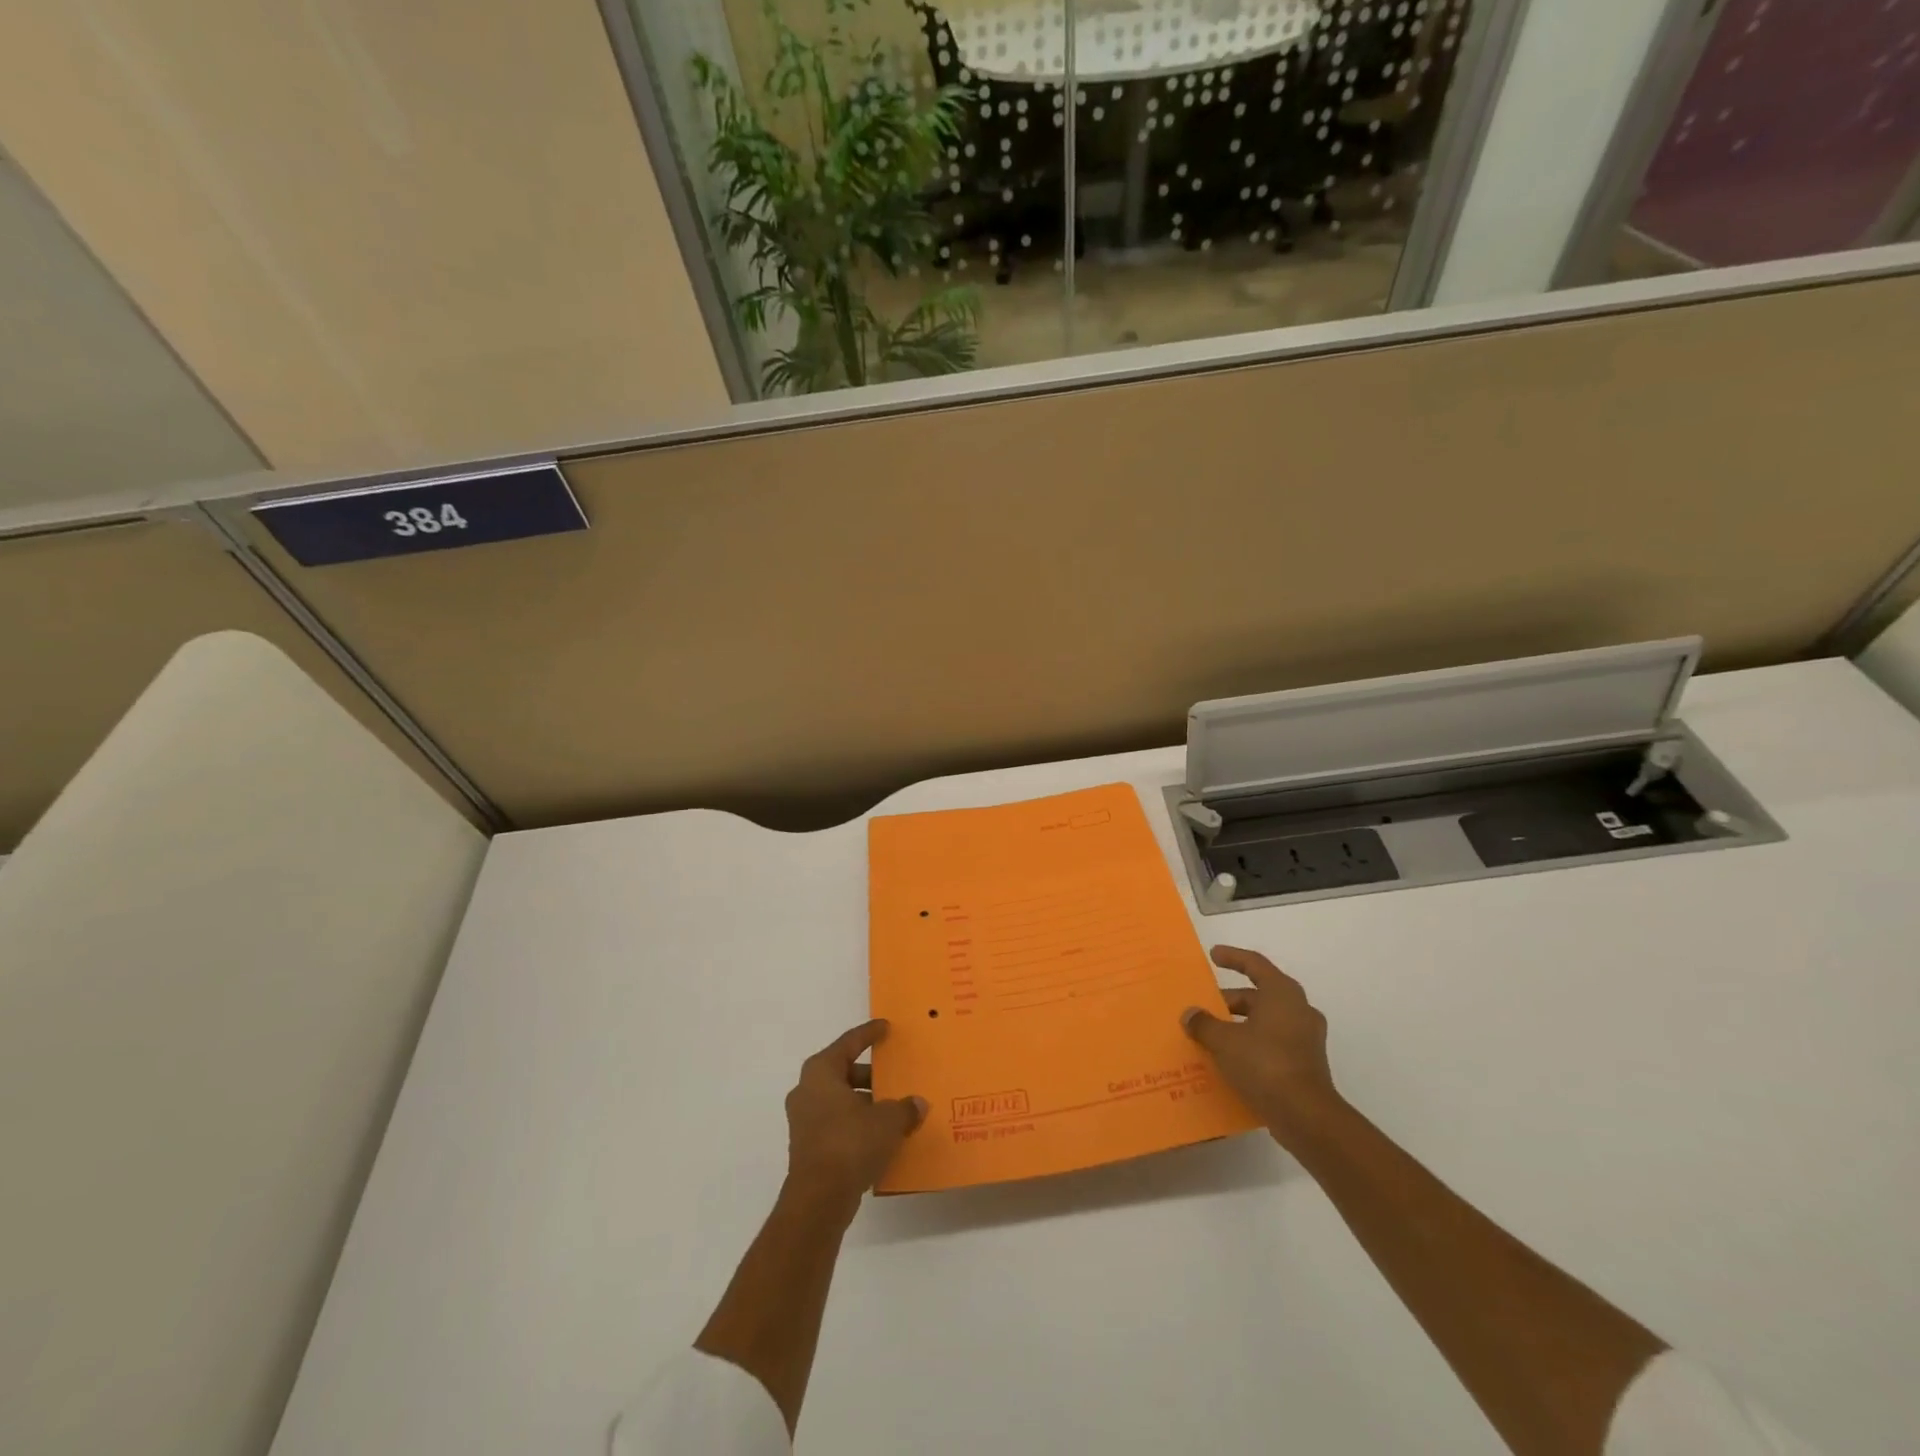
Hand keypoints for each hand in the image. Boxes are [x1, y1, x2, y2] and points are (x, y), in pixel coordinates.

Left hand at [783, 1019, 926, 1216]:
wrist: (818, 1199)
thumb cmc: (850, 1143)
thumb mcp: (887, 1121)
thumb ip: (904, 1108)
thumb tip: (917, 1104)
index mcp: (821, 1072)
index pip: (849, 1043)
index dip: (869, 1034)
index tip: (885, 1027)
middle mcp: (807, 1090)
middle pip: (842, 1071)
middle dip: (868, 1074)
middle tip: (893, 1075)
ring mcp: (803, 1120)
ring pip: (839, 1100)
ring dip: (863, 1101)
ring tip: (892, 1109)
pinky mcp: (807, 1147)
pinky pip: (836, 1123)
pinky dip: (856, 1123)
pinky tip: (879, 1135)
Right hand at [1182, 946, 1345, 1148]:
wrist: (1306, 1116)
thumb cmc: (1264, 1064)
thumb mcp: (1224, 1041)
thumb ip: (1204, 1024)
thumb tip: (1190, 1014)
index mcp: (1282, 994)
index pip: (1255, 964)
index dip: (1233, 957)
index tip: (1213, 955)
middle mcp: (1299, 1010)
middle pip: (1259, 996)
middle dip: (1231, 1000)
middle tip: (1205, 1007)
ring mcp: (1306, 1039)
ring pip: (1266, 1021)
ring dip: (1240, 1025)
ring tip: (1212, 1035)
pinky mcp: (1306, 1064)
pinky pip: (1273, 1044)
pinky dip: (1252, 1045)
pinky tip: (1230, 1059)